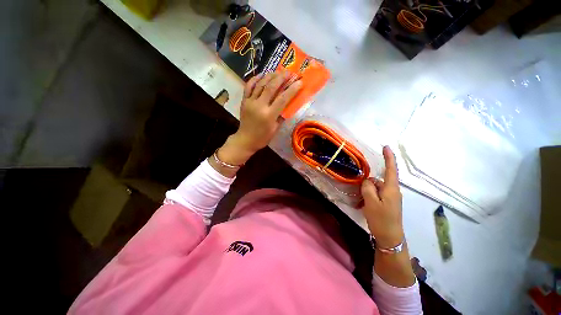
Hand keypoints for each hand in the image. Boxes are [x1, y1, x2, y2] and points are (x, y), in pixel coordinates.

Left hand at [236, 71, 301, 151]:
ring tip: (277, 71)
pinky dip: (255, 79)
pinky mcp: (244, 101)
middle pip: (271, 87)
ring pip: (260, 84)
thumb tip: (288, 104)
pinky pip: (248, 86)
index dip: (292, 89)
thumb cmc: (262, 137)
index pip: (283, 99)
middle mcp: (259, 106)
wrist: (245, 140)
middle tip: (289, 72)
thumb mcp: (275, 129)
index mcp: (269, 115)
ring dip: (270, 76)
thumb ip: (281, 116)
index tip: (299, 82)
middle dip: (281, 77)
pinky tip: (262, 75)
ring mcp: (250, 102)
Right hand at [361, 146, 403, 248]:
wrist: (390, 238)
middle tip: (360, 193)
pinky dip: (369, 196)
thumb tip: (368, 180)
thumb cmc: (381, 219)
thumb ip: (368, 188)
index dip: (389, 157)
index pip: (391, 169)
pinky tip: (364, 204)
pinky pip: (377, 194)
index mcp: (391, 189)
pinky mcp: (388, 203)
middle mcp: (393, 191)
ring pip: (376, 188)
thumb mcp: (371, 202)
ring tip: (361, 201)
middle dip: (369, 183)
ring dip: (367, 191)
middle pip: (379, 180)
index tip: (386, 147)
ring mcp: (391, 198)